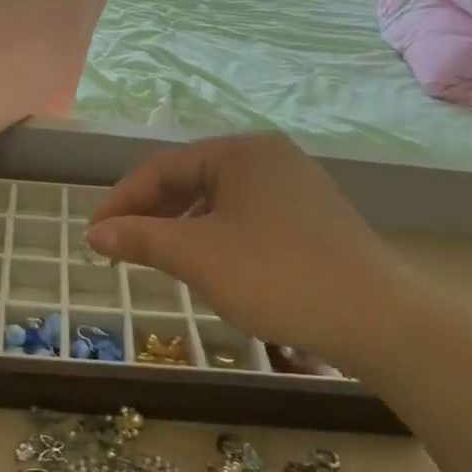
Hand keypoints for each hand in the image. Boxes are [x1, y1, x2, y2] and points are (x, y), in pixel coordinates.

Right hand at [86, 134, 417, 371]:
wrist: (378, 319)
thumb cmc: (277, 276)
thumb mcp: (197, 257)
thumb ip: (141, 238)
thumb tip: (95, 232)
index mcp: (240, 152)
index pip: (162, 167)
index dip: (121, 201)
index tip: (93, 236)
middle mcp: (269, 157)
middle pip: (191, 178)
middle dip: (151, 213)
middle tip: (120, 248)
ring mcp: (296, 186)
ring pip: (219, 200)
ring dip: (182, 226)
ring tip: (159, 258)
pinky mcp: (313, 217)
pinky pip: (247, 216)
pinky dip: (216, 235)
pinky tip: (210, 264)